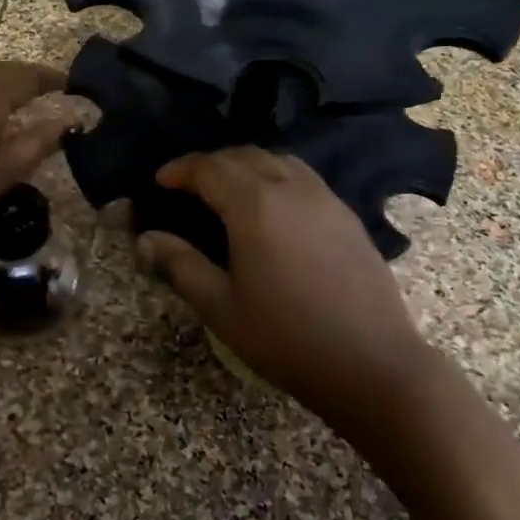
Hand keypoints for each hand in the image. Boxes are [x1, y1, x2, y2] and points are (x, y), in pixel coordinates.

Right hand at [136, 148, 419, 426]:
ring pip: (277, 160)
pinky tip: (273, 208)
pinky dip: (276, 176)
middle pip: (243, 155)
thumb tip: (146, 238)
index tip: (160, 181)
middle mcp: (290, 188)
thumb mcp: (221, 307)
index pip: (209, 167)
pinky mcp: (347, 214)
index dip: (180, 169)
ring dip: (246, 165)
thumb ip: (181, 265)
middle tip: (189, 185)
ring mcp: (324, 198)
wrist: (373, 364)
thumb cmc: (287, 339)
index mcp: (254, 206)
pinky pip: (303, 177)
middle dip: (211, 163)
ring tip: (228, 190)